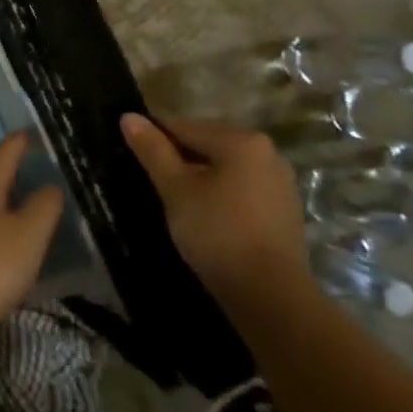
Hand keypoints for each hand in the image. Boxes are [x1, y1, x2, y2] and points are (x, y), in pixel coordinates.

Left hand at [0, 132, 65, 344]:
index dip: (19, 143)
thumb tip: (50, 186)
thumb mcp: (28, 234)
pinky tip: (1, 244)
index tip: (29, 132)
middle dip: (8, 172)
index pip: (3, 155)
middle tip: (31, 167)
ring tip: (20, 204)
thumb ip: (43, 207)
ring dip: (0, 203)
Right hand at [119, 113, 306, 303]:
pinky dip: (220, 193)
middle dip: (178, 157)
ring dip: (199, 176)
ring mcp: (280, 183)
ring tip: (172, 196)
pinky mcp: (284, 210)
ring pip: (226, 168)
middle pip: (208, 144)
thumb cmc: (217, 233)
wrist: (269, 295)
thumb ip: (153, 150)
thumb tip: (128, 116)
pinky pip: (242, 189)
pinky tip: (203, 213)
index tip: (130, 146)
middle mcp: (267, 153)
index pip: (185, 127)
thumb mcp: (176, 189)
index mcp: (242, 141)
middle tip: (149, 176)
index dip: (154, 135)